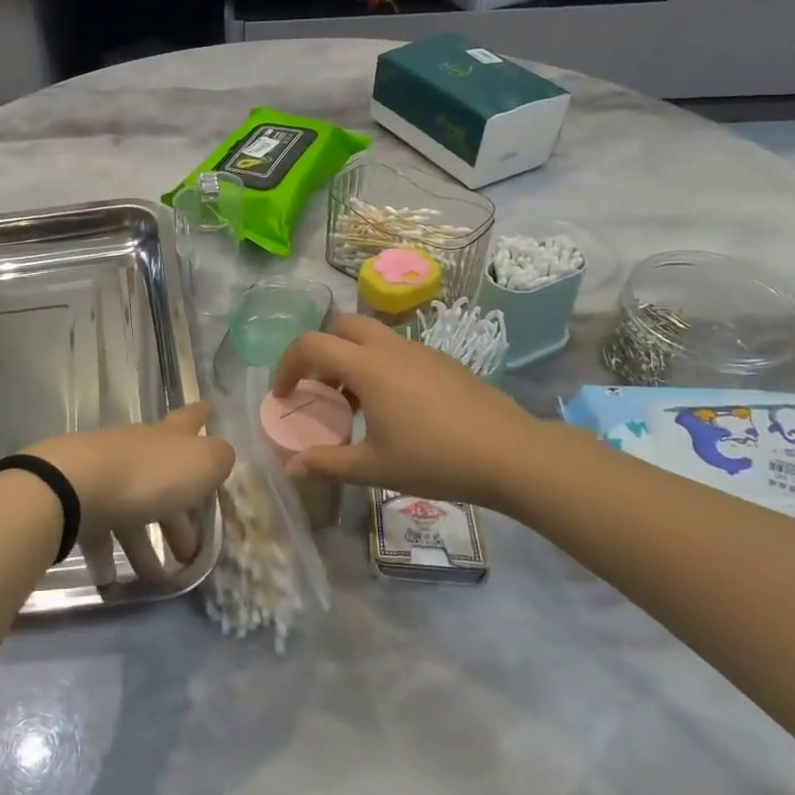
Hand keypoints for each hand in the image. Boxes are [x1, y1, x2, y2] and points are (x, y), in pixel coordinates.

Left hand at [26, 403, 234, 583]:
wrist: (75, 487)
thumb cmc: (148, 475)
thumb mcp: (201, 463)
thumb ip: (218, 458)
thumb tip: (219, 457)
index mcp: (167, 437)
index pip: (188, 420)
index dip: (200, 416)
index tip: (208, 410)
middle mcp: (136, 449)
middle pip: (163, 477)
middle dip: (179, 514)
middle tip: (192, 548)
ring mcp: (105, 473)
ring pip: (133, 509)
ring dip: (146, 544)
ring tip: (160, 579)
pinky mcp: (79, 500)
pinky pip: (100, 530)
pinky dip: (109, 553)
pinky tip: (114, 579)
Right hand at [272, 314, 542, 509]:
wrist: (511, 455)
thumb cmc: (435, 460)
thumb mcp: (374, 468)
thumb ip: (327, 464)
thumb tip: (291, 468)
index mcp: (366, 366)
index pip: (310, 345)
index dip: (287, 365)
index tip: (283, 395)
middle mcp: (390, 348)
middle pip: (340, 325)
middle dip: (319, 349)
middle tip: (318, 387)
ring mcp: (420, 351)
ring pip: (371, 336)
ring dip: (350, 357)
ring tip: (354, 403)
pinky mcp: (443, 361)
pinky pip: (397, 350)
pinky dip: (379, 365)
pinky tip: (394, 407)